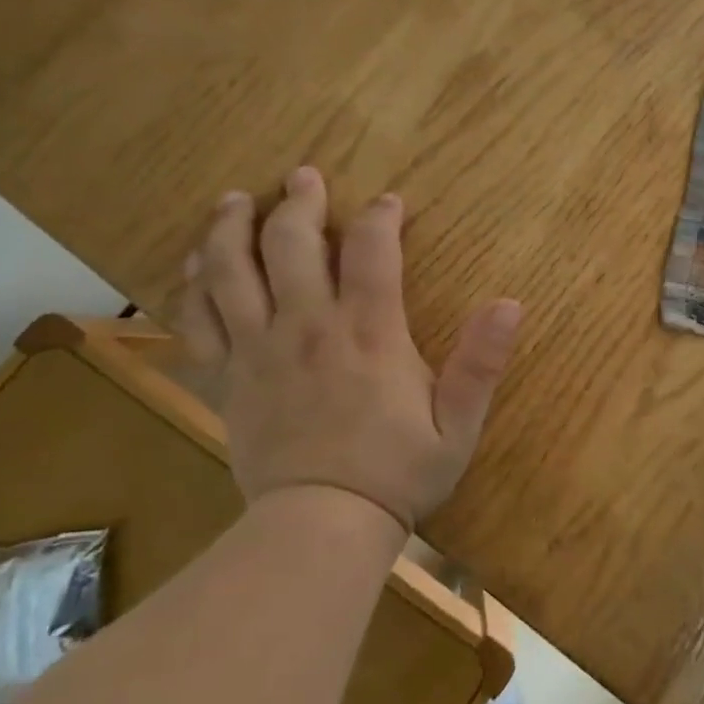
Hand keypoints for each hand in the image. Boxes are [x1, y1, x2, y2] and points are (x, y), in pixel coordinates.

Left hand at [178, 170, 522, 532]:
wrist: (321, 527)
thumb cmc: (397, 473)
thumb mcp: (459, 425)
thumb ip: (482, 362)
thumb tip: (510, 303)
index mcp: (369, 334)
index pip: (373, 252)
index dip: (381, 217)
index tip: (388, 202)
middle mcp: (308, 327)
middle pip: (291, 243)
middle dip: (299, 202)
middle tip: (302, 176)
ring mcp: (259, 350)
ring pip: (231, 270)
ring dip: (232, 227)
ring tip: (236, 200)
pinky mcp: (227, 378)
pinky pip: (197, 321)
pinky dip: (193, 286)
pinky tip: (195, 264)